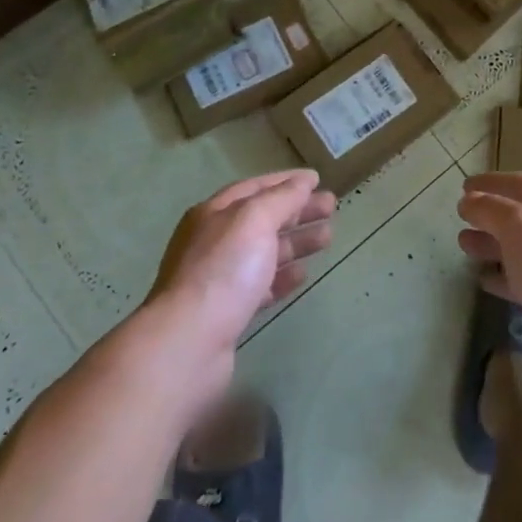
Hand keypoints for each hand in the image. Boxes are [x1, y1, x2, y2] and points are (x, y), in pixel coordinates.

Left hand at [148, 170, 336, 357]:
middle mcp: (214, 241)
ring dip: (296, 241)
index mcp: (214, 213)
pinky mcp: (228, 311)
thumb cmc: (224, 269)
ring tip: (328, 237)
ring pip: (265, 251)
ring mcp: (220, 277)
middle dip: (297, 210)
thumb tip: (303, 181)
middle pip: (262, 218)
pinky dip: (283, 276)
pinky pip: (261, 285)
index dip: (287, 181)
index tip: (318, 179)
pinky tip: (303, 274)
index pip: (255, 187)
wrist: (189, 342)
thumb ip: (282, 197)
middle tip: (332, 207)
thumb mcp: (254, 219)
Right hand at [457, 171, 521, 402]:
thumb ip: (490, 208)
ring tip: (465, 247)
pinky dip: (505, 278)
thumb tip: (469, 200)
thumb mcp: (519, 225)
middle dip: (491, 215)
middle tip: (462, 219)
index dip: (492, 182)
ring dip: (494, 246)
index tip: (464, 186)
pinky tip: (485, 281)